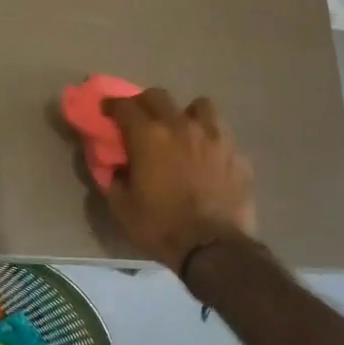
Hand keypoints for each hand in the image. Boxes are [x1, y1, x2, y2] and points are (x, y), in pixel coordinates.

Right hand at [102, 88, 256, 271]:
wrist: (214, 248)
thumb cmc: (162, 227)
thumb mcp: (123, 208)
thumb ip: (114, 180)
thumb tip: (114, 167)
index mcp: (149, 136)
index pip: (124, 106)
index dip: (112, 105)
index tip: (106, 110)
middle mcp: (181, 125)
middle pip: (158, 96)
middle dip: (143, 103)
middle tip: (139, 119)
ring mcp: (214, 136)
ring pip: (199, 106)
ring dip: (185, 113)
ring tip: (182, 130)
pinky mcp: (236, 152)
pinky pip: (221, 133)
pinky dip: (210, 139)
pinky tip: (207, 156)